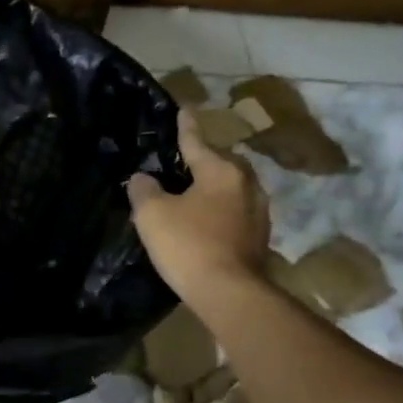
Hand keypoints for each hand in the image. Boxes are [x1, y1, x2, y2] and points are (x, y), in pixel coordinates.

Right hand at [127, 110, 271, 302]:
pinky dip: (220, 212)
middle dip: (203, 160)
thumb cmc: (188, 245)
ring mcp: (258, 212)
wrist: (229, 293)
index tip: (184, 109)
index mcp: (221, 171)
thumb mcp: (152, 214)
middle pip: (221, 163)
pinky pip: (235, 213)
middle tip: (183, 161)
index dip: (185, 126)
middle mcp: (246, 184)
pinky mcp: (260, 237)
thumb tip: (142, 178)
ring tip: (194, 192)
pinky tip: (207, 222)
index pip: (197, 141)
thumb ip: (144, 190)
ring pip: (231, 189)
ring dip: (214, 188)